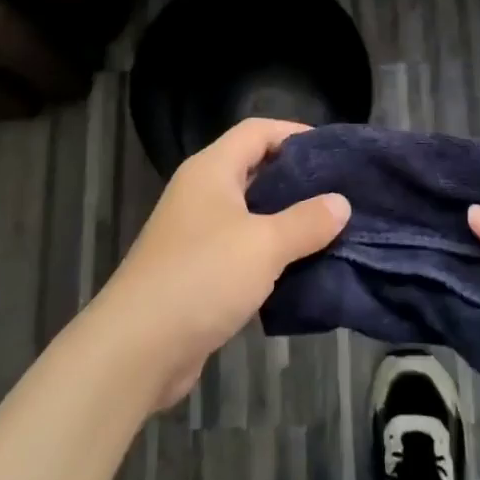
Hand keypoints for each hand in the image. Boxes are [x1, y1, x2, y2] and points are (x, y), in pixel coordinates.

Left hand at [93, 119, 349, 409]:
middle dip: (297, 180)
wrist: (137, 348)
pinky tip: (302, 268)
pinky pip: (242, 250)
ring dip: (287, 221)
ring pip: (251, 213)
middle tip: (341, 192)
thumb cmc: (202, 277)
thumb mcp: (264, 245)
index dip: (295, 133)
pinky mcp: (198, 272)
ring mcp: (196, 233)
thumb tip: (341, 202)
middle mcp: (201, 193)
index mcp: (211, 170)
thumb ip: (306, 221)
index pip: (257, 131)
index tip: (334, 151)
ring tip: (332, 230)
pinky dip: (271, 254)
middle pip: (255, 169)